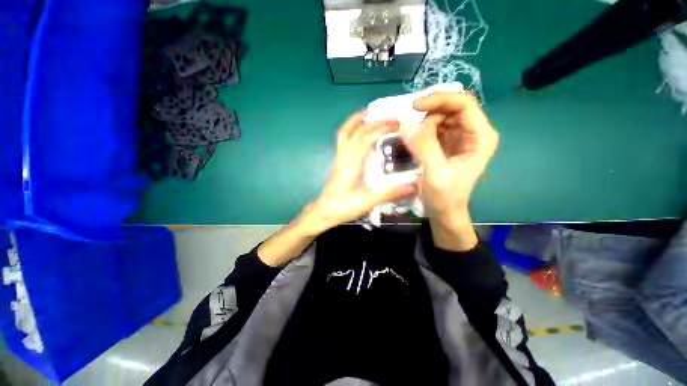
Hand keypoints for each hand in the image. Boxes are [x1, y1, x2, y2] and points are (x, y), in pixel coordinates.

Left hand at [302, 112, 416, 234]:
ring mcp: (339, 158)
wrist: (324, 212)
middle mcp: (344, 156)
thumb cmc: (343, 207)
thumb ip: (389, 193)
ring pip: (345, 132)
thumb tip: (413, 186)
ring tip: (371, 114)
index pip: (366, 137)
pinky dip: (352, 130)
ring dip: (357, 120)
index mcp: (351, 163)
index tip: (397, 123)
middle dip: (374, 121)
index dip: (381, 127)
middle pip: (356, 131)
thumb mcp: (367, 202)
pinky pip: (343, 139)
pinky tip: (360, 133)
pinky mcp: (338, 162)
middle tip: (391, 118)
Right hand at [402, 93, 497, 249]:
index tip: (414, 106)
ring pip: (441, 115)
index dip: (440, 100)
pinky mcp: (448, 142)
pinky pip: (435, 127)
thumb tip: (405, 123)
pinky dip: (422, 129)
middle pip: (452, 107)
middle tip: (411, 128)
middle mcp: (474, 132)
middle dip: (430, 113)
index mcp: (481, 137)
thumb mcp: (435, 173)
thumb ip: (423, 147)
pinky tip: (415, 140)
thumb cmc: (445, 197)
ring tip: (414, 140)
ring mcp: (461, 136)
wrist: (444, 211)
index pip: (464, 104)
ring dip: (424, 123)